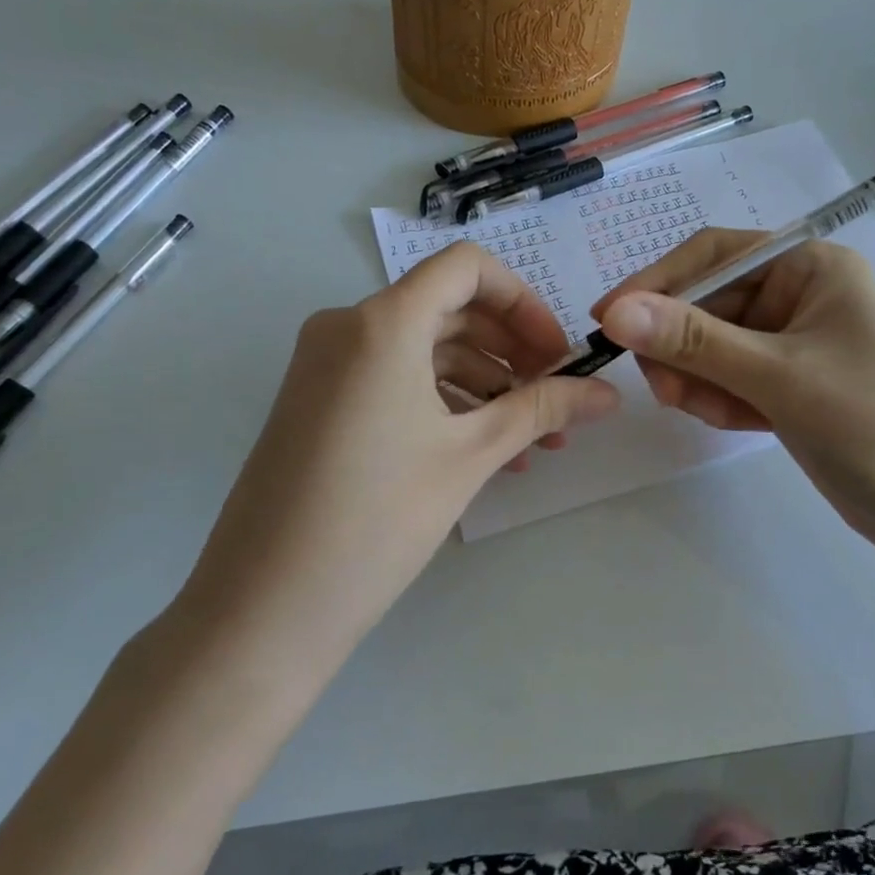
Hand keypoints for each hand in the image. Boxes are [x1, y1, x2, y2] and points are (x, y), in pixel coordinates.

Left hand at [176, 243, 617, 661]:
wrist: (265, 606)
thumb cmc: (377, 518)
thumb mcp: (470, 456)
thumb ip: (541, 410)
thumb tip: (609, 392)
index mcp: (382, 322)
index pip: (466, 267)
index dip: (523, 301)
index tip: (556, 354)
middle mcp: (347, 326)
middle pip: (449, 308)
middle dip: (511, 350)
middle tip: (554, 399)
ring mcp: (326, 364)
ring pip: (424, 349)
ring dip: (484, 383)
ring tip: (531, 442)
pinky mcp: (318, 401)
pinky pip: (394, 379)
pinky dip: (443, 401)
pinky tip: (484, 451)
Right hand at [592, 230, 874, 558]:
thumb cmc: (869, 424)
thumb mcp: (776, 376)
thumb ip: (693, 340)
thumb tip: (615, 311)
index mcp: (810, 266)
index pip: (713, 254)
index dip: (655, 281)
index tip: (606, 318)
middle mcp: (799, 292)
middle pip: (707, 303)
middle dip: (679, 347)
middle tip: (662, 391)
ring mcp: (792, 339)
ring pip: (711, 345)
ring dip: (698, 378)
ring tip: (709, 413)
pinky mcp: (786, 381)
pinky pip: (729, 376)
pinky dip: (720, 398)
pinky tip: (736, 424)